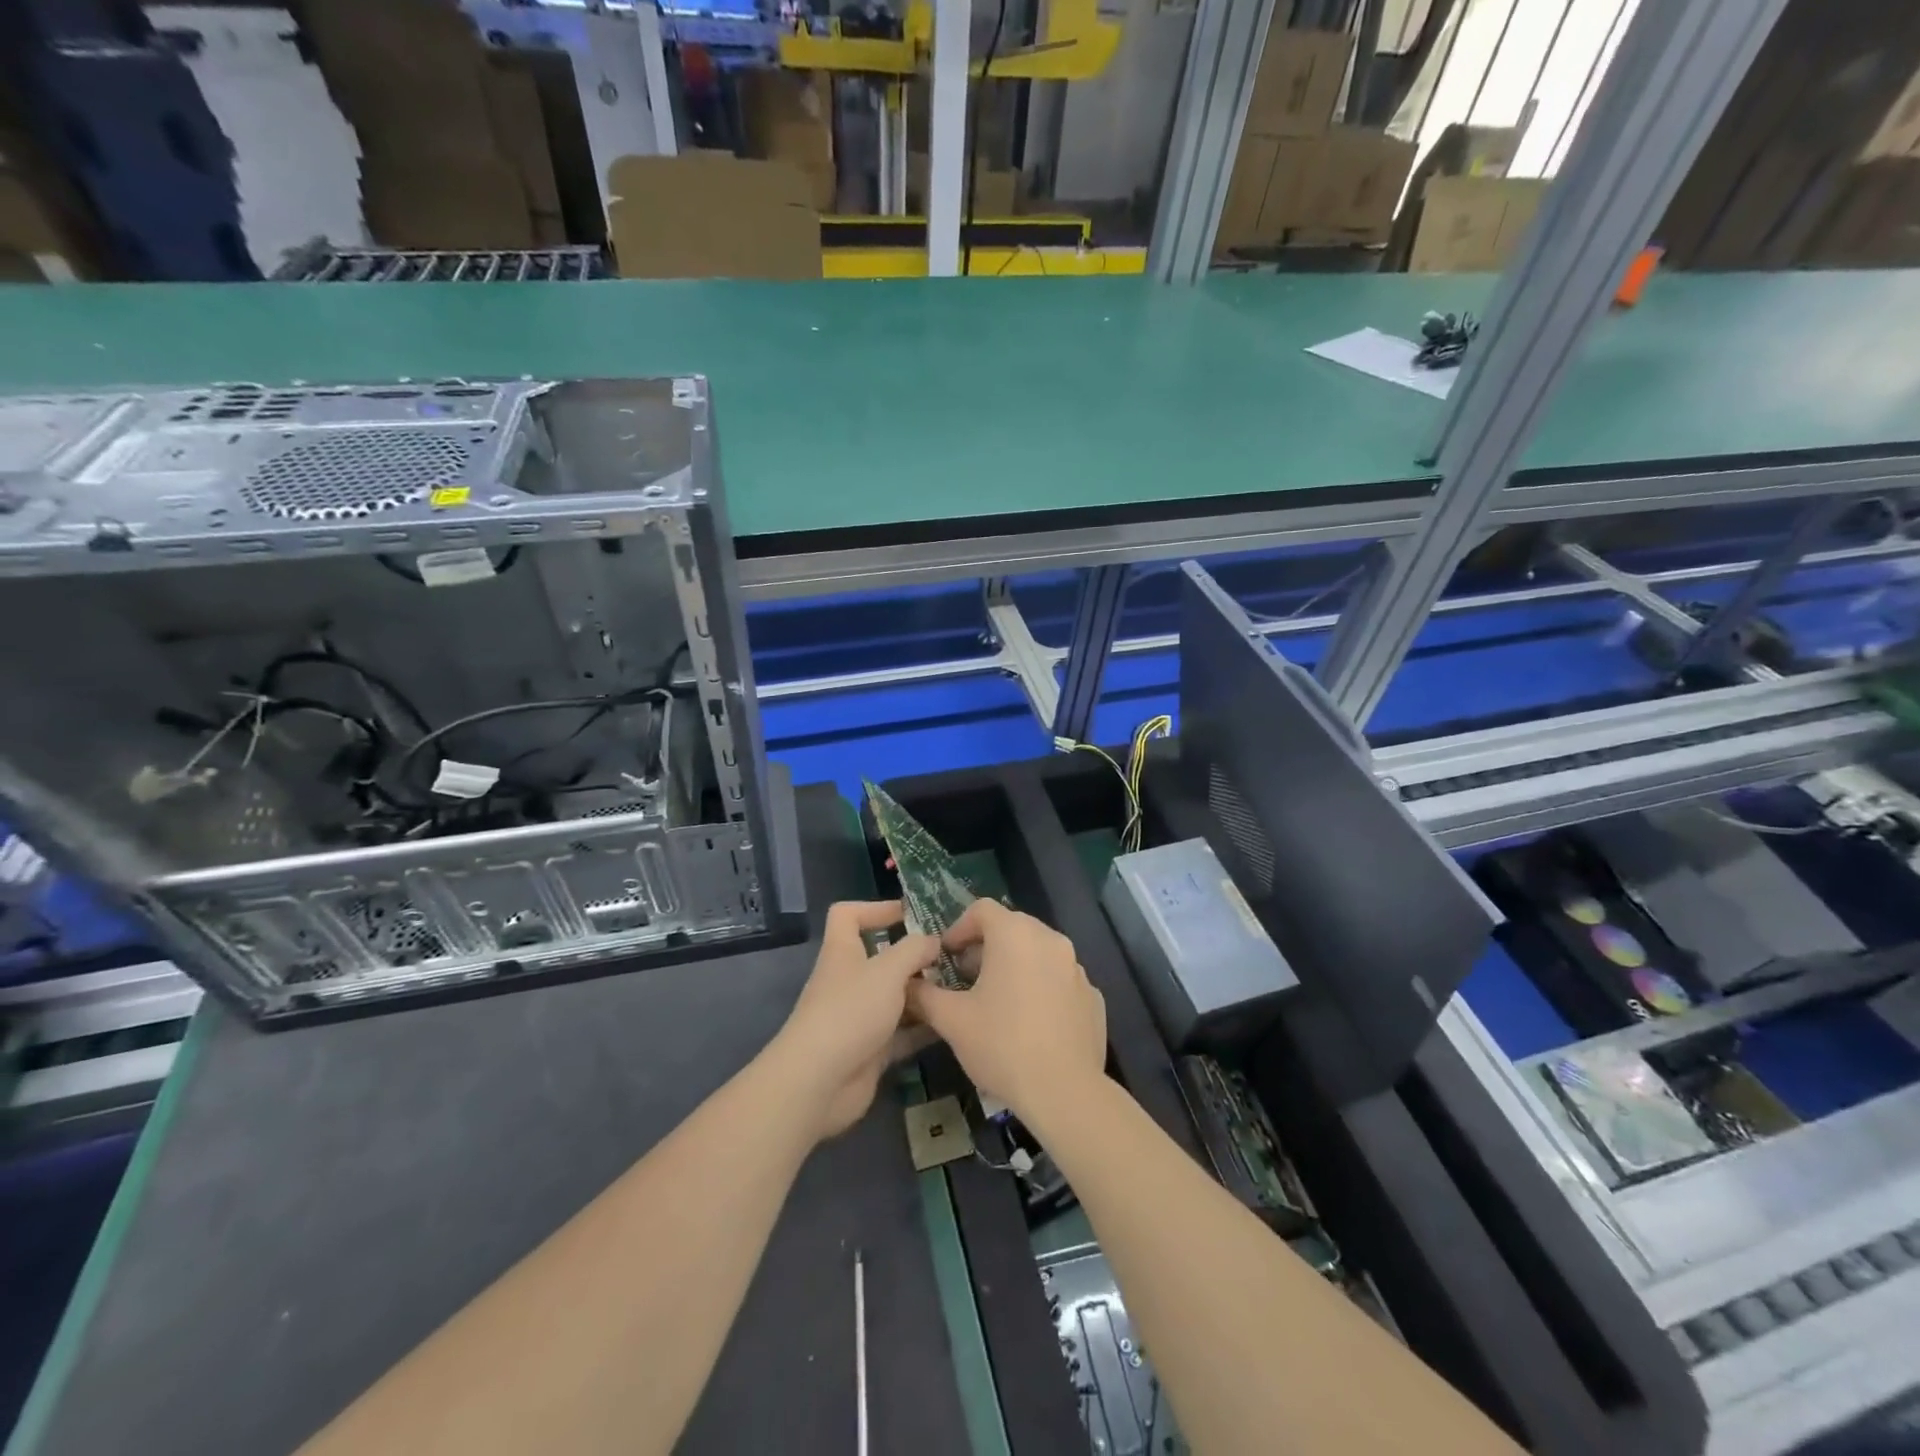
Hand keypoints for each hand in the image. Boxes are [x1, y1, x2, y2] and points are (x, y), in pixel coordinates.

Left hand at [771, 900, 941, 1138]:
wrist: (819, 1082)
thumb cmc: (850, 1012)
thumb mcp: (887, 970)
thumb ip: (914, 950)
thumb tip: (933, 940)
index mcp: (843, 951)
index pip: (848, 915)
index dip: (875, 908)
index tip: (911, 915)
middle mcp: (849, 980)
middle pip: (881, 958)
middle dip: (914, 956)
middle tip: (953, 956)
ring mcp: (859, 1016)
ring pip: (895, 996)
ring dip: (923, 993)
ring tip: (961, 988)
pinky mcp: (870, 1049)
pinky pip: (902, 1032)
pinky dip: (923, 1027)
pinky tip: (952, 1023)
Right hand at [906, 899, 1105, 1122]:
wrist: (1064, 1092)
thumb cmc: (1001, 1045)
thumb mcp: (951, 1020)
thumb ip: (924, 995)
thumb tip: (907, 984)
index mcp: (1015, 934)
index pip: (982, 909)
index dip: (959, 928)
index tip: (947, 956)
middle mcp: (1051, 940)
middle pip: (1012, 927)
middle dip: (985, 947)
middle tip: (966, 978)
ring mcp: (1077, 968)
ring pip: (1038, 953)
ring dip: (1015, 966)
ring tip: (997, 1001)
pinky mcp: (1093, 996)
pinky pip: (1059, 980)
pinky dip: (1042, 988)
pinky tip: (1030, 1023)